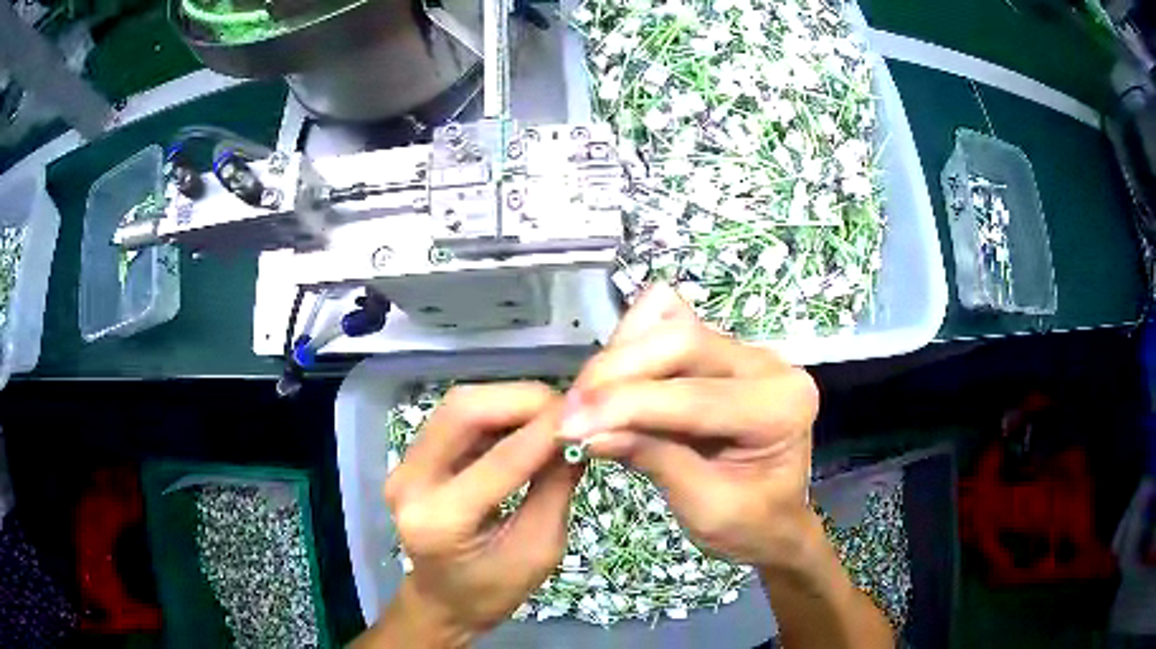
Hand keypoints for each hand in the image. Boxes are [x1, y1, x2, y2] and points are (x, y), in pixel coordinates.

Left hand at [374, 383, 582, 646]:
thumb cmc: (493, 590)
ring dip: (510, 401)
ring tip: (551, 416)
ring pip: (459, 406)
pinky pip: (456, 418)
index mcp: (440, 521)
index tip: (588, 414)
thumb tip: (579, 434)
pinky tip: (524, 424)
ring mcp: (403, 466)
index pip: (501, 459)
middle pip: (465, 410)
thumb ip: (556, 488)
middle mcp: (409, 483)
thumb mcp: (539, 550)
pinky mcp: (410, 458)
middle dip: (524, 400)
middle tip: (568, 410)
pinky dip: (496, 413)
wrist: (442, 601)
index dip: (548, 430)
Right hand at [557, 284, 819, 571]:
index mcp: (781, 407)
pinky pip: (666, 324)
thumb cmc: (749, 526)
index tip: (566, 427)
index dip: (624, 406)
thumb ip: (653, 460)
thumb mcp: (705, 509)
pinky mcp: (719, 350)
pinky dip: (629, 347)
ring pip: (667, 324)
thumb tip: (586, 430)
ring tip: (588, 404)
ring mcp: (743, 351)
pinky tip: (614, 385)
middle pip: (679, 340)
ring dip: (617, 359)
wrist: (773, 522)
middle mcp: (768, 365)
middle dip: (615, 373)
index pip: (693, 395)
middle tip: (570, 414)